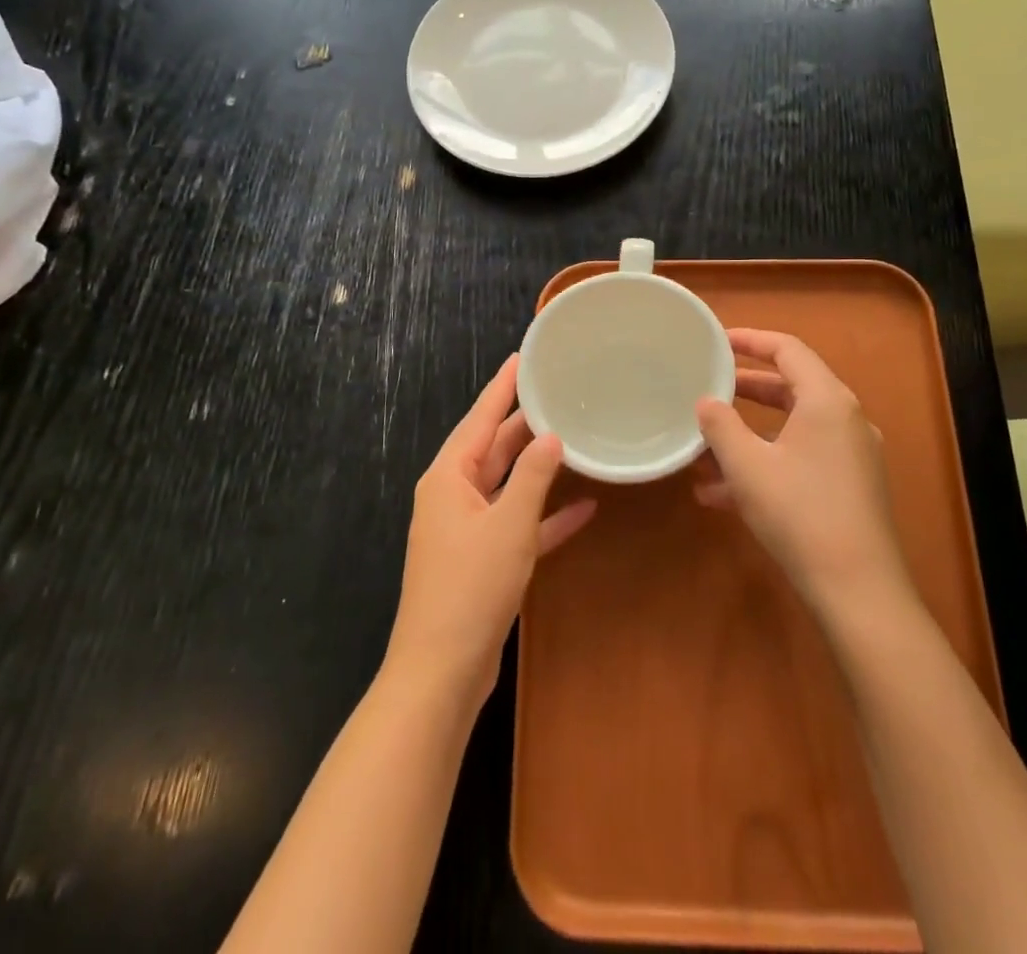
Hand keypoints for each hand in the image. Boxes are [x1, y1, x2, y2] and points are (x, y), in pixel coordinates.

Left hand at [384, 355, 596, 706]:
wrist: (442, 670)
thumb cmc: (471, 586)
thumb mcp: (508, 524)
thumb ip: (533, 477)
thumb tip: (551, 437)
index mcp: (448, 477)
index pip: (479, 418)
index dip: (502, 387)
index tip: (522, 357)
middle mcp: (453, 495)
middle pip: (493, 449)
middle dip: (525, 425)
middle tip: (560, 394)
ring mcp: (467, 529)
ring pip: (507, 485)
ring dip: (538, 469)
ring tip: (574, 439)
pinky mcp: (482, 560)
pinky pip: (517, 524)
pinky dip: (545, 516)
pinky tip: (584, 509)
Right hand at [694, 328, 912, 618]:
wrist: (858, 592)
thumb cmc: (799, 514)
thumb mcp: (747, 466)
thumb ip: (720, 426)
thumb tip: (706, 402)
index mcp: (827, 400)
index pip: (788, 349)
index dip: (750, 340)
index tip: (717, 342)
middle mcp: (846, 419)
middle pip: (790, 388)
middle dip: (744, 390)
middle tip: (708, 387)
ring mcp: (852, 456)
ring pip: (792, 429)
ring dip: (749, 435)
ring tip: (704, 450)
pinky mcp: (850, 488)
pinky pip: (801, 459)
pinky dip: (766, 464)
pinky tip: (721, 496)